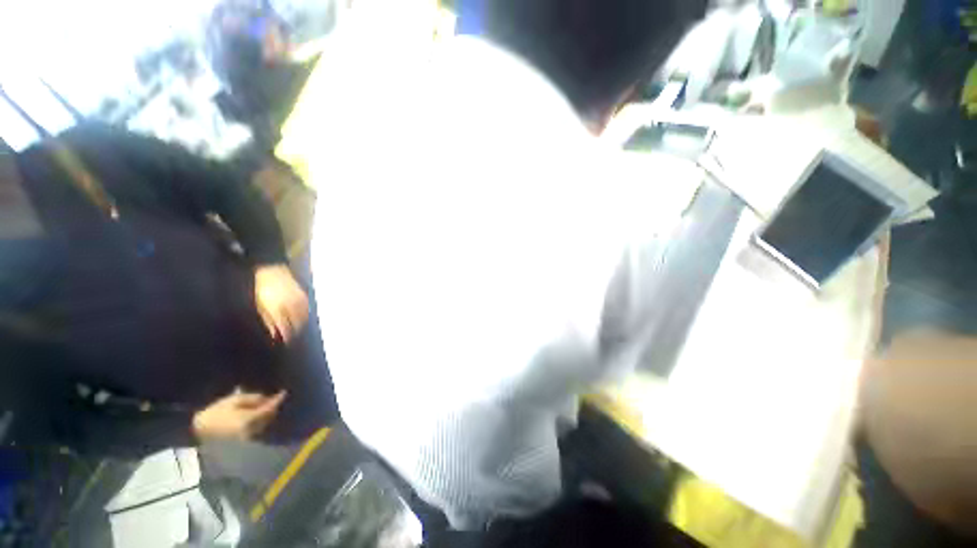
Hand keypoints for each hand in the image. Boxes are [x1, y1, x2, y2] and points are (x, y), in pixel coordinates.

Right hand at [192, 389, 286, 440]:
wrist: (204, 431)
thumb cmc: (216, 413)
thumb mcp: (231, 401)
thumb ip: (249, 399)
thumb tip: (264, 398)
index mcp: (249, 420)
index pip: (268, 410)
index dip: (276, 401)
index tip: (283, 393)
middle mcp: (254, 431)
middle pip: (268, 418)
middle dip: (273, 408)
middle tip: (276, 396)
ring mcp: (251, 437)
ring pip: (265, 424)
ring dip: (268, 414)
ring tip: (269, 402)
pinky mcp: (247, 440)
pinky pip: (259, 428)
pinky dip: (262, 420)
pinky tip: (259, 412)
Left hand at [254, 264, 308, 342]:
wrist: (271, 268)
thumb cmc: (262, 289)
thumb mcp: (260, 306)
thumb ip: (268, 322)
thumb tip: (274, 335)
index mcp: (277, 308)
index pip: (285, 328)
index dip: (286, 337)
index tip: (286, 341)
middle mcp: (289, 305)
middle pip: (296, 325)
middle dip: (294, 332)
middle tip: (291, 335)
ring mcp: (297, 299)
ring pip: (303, 318)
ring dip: (300, 324)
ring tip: (296, 327)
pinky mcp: (302, 294)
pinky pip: (306, 309)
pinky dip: (304, 315)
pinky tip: (300, 317)